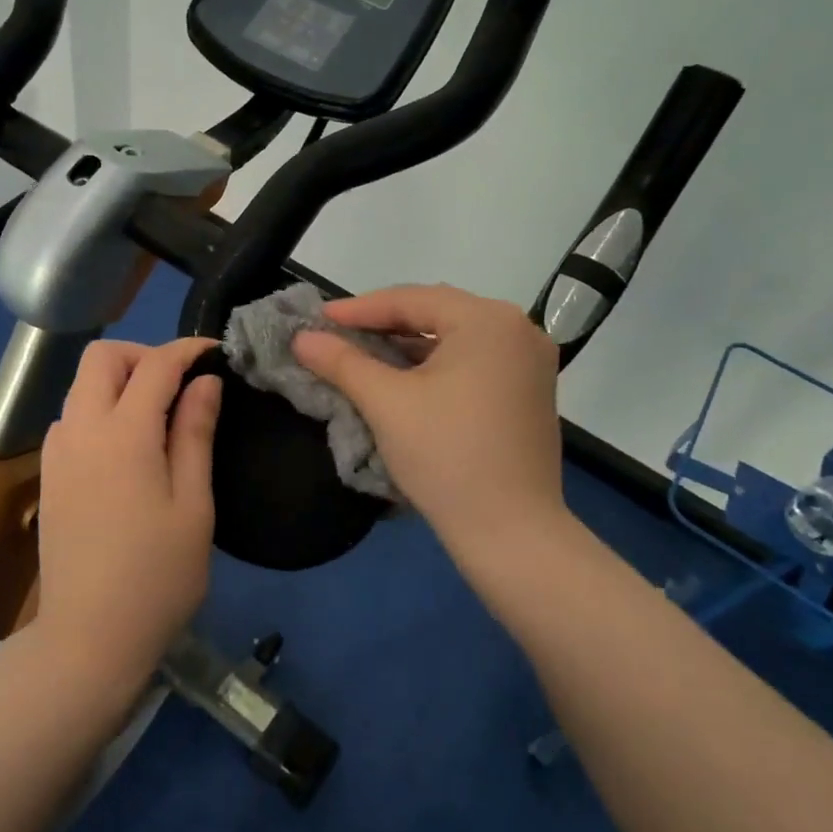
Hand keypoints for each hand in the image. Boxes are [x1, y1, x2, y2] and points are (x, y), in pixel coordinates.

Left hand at [36, 337, 221, 686]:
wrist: (89, 638)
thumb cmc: (157, 576)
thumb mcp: (193, 505)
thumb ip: (195, 434)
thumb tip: (205, 383)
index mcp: (123, 435)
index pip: (155, 365)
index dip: (187, 350)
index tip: (215, 353)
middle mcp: (80, 431)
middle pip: (102, 358)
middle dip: (144, 356)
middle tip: (180, 385)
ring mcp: (57, 453)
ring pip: (82, 386)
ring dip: (120, 381)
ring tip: (158, 416)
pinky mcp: (49, 476)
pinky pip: (72, 418)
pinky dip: (100, 409)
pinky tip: (126, 447)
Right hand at [293, 285, 567, 574]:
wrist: (510, 532)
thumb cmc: (446, 456)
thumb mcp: (386, 403)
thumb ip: (342, 362)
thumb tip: (302, 337)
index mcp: (489, 321)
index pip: (412, 299)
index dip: (359, 309)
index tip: (318, 319)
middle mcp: (519, 329)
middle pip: (437, 314)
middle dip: (384, 324)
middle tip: (338, 335)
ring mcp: (531, 362)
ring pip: (456, 340)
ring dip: (408, 347)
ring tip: (363, 355)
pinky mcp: (530, 392)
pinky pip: (474, 362)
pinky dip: (436, 366)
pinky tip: (404, 378)